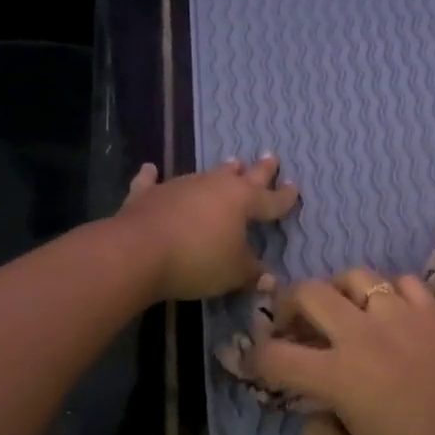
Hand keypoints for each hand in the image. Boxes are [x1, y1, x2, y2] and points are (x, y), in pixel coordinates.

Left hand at [115, 156, 299, 301]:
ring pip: (206, 175)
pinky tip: (150, 169)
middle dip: (260, 169)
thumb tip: (269, 278)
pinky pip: (153, 182)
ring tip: (231, 163)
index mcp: (243, 201)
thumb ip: (253, 272)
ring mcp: (180, 186)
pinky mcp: (149, 195)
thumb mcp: (234, 273)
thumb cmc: (199, 260)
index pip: (271, 199)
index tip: (295, 188)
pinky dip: (153, 177)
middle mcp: (215, 186)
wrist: (139, 251)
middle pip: (243, 176)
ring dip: (219, 172)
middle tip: (270, 156)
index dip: (285, 197)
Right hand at [247, 267, 434, 434]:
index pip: (276, 354)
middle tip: (291, 325)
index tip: (257, 364)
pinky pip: (400, 282)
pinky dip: (387, 293)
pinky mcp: (432, 310)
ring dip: (337, 292)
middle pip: (308, 293)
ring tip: (341, 312)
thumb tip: (311, 414)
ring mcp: (400, 315)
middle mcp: (362, 333)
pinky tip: (390, 314)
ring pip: (354, 276)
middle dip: (287, 305)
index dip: (256, 358)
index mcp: (338, 375)